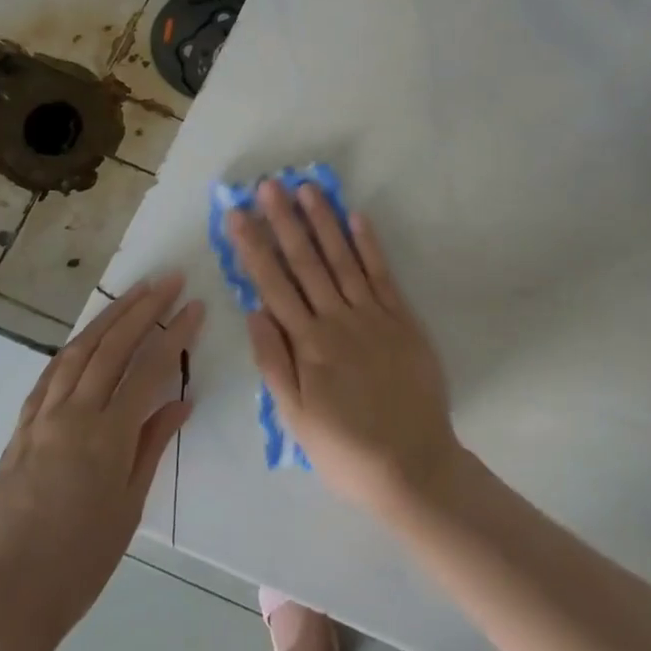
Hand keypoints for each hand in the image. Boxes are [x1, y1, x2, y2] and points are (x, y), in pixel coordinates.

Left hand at [0, 276, 201, 641]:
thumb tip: (180, 401)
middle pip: (112, 346)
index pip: (149, 368)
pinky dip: (72, 349)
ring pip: (77, 352)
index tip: (195, 305)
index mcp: (106, 435)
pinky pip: (48, 375)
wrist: (3, 601)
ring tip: (133, 294)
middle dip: (143, 308)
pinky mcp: (19, 430)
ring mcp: (40, 419)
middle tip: (168, 280)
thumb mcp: (128, 507)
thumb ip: (152, 445)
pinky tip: (84, 340)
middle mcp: (72, 414)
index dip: (175, 333)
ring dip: (107, 318)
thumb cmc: (79, 562)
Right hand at [231, 180, 457, 516]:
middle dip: (284, 221)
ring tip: (307, 188)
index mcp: (308, 344)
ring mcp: (373, 315)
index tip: (238, 215)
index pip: (273, 284)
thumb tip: (253, 311)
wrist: (413, 466)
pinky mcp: (403, 319)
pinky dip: (369, 245)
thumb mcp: (296, 419)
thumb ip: (274, 362)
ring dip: (323, 221)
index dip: (253, 247)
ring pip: (342, 259)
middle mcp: (337, 320)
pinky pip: (383, 274)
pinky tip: (356, 217)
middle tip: (268, 185)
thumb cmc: (346, 449)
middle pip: (305, 262)